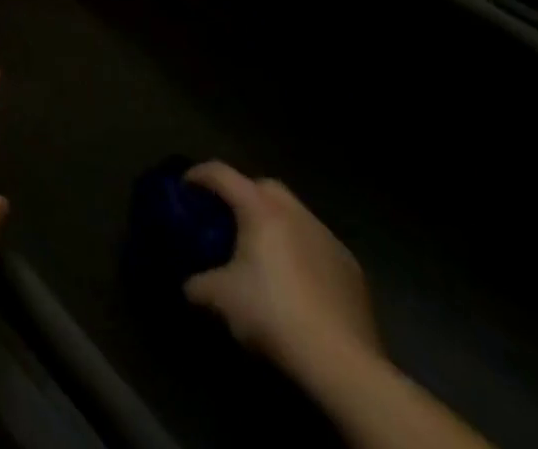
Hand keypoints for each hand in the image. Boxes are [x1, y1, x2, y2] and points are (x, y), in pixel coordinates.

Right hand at [182, 163, 381, 381]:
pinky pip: (318, 245)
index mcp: (260, 208)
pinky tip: (297, 281)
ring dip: (276, 223)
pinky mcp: (353, 270)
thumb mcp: (219, 298)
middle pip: (263, 186)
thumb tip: (189, 284)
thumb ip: (197, 283)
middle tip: (228, 218)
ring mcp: (329, 240)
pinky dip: (302, 250)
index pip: (220, 173)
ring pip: (295, 215)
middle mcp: (295, 213)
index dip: (198, 175)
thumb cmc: (273, 314)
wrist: (344, 365)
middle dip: (243, 194)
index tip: (184, 188)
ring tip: (264, 251)